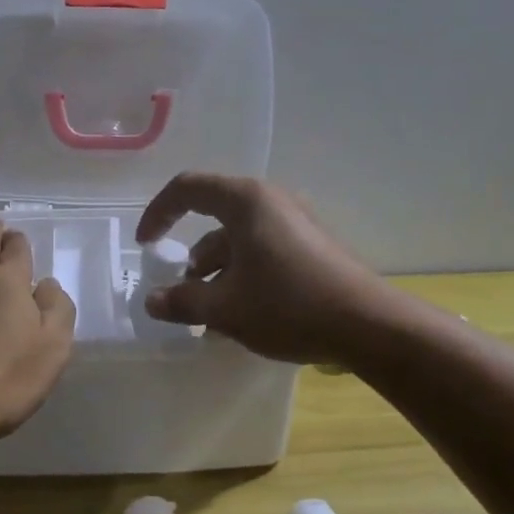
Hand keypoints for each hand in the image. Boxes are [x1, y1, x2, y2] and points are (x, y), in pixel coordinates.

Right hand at [135, 174, 392, 365]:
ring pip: (240, 238)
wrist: (368, 325)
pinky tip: (242, 314)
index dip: (158, 213)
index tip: (145, 246)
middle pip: (215, 216)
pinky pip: (263, 249)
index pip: (187, 188)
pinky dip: (243, 273)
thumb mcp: (225, 308)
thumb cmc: (288, 306)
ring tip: (210, 313)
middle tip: (181, 288)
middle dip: (191, 254)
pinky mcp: (311, 244)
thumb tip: (151, 301)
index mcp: (245, 200)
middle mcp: (270, 200)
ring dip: (217, 270)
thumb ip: (181, 302)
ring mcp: (296, 221)